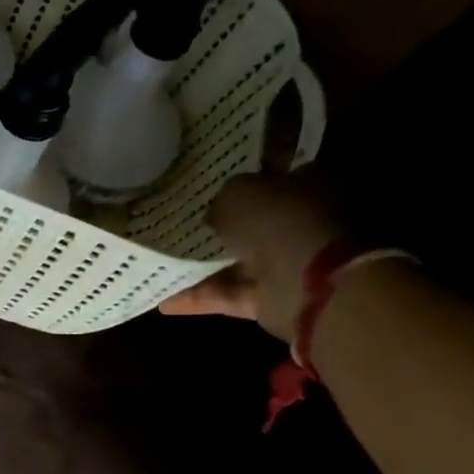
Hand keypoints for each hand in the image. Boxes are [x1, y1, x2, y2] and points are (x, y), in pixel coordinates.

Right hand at [158, 169, 343, 340]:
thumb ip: (223, 198)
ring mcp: (288, 263)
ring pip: (238, 260)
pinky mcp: (272, 298)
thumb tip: (215, 214)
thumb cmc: (279, 222)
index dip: (241, 175)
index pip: (272, 173)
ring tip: (161, 260)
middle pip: (254, 220)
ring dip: (203, 264)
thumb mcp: (238, 192)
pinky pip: (228, 294)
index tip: (208, 181)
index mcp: (308, 183)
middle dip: (220, 223)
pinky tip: (162, 299)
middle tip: (179, 220)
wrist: (312, 284)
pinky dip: (199, 298)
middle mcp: (302, 222)